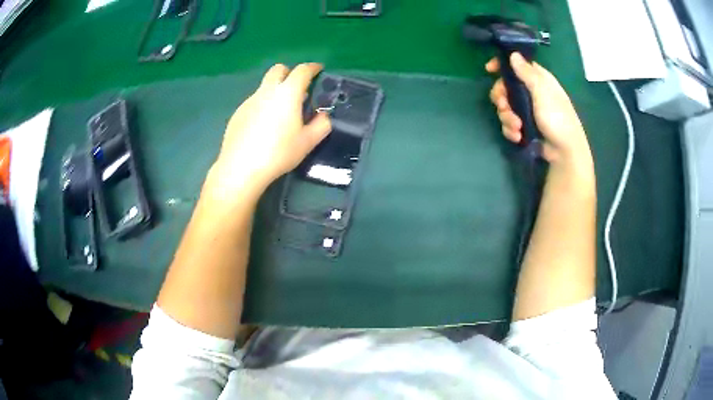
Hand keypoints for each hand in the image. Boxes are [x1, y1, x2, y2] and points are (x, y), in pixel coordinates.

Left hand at [211, 63, 331, 193]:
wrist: (241, 168)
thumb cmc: (279, 153)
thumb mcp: (308, 142)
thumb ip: (321, 124)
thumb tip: (323, 115)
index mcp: (287, 93)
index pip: (302, 71)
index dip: (313, 68)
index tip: (318, 70)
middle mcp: (267, 91)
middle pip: (278, 70)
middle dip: (290, 72)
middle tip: (297, 87)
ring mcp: (249, 101)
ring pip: (265, 86)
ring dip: (275, 90)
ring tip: (280, 113)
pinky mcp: (238, 112)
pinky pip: (254, 101)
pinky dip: (263, 105)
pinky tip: (262, 127)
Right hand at [486, 53, 591, 166]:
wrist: (564, 152)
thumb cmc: (557, 118)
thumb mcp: (542, 92)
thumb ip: (527, 73)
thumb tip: (513, 54)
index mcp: (538, 80)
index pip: (516, 65)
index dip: (502, 66)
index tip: (489, 70)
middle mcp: (531, 92)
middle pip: (506, 87)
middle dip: (501, 98)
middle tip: (504, 106)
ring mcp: (527, 110)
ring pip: (506, 107)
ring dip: (507, 117)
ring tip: (517, 127)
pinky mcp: (525, 126)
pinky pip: (509, 123)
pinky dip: (511, 130)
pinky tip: (518, 136)